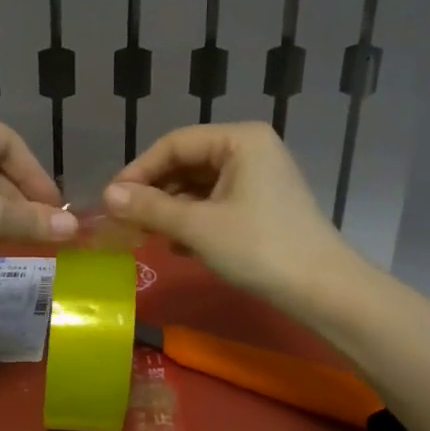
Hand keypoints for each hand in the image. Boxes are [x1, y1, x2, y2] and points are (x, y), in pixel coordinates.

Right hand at [103, 123, 347, 301]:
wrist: (323, 290)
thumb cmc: (260, 248)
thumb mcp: (198, 227)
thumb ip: (150, 208)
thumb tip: (106, 197)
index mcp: (239, 139)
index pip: (174, 144)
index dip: (138, 171)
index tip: (110, 200)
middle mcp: (250, 149)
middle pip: (186, 163)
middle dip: (154, 192)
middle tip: (124, 221)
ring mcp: (258, 177)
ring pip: (198, 186)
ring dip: (170, 209)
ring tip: (145, 235)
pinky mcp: (261, 205)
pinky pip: (215, 203)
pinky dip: (192, 221)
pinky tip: (175, 245)